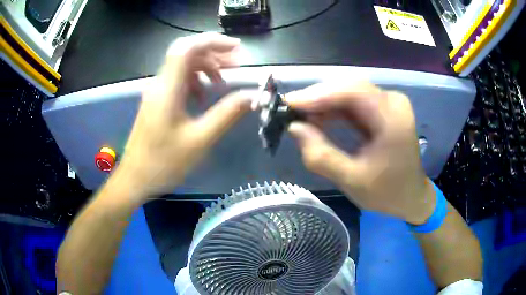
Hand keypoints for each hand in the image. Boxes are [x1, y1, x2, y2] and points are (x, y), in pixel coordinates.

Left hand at [115, 33, 255, 198]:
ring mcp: (156, 92)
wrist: (135, 179)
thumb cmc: (164, 162)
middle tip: (237, 65)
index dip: (213, 41)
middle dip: (214, 53)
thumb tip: (252, 96)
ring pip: (182, 67)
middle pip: (186, 53)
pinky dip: (194, 81)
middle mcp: (159, 84)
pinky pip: (177, 81)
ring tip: (223, 82)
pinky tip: (202, 97)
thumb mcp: (200, 139)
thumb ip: (227, 114)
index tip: (237, 49)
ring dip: (205, 67)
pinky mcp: (156, 102)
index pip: (188, 47)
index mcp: (168, 88)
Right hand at [285, 82, 435, 223]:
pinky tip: (319, 118)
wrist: (411, 197)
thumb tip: (294, 128)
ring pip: (350, 92)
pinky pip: (354, 102)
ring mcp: (390, 103)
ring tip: (300, 116)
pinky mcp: (384, 109)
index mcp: (392, 118)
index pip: (353, 92)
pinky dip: (334, 109)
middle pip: (350, 87)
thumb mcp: (352, 180)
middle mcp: (393, 102)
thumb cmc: (387, 193)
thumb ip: (321, 156)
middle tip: (291, 110)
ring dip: (324, 102)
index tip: (289, 103)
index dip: (318, 94)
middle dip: (318, 97)